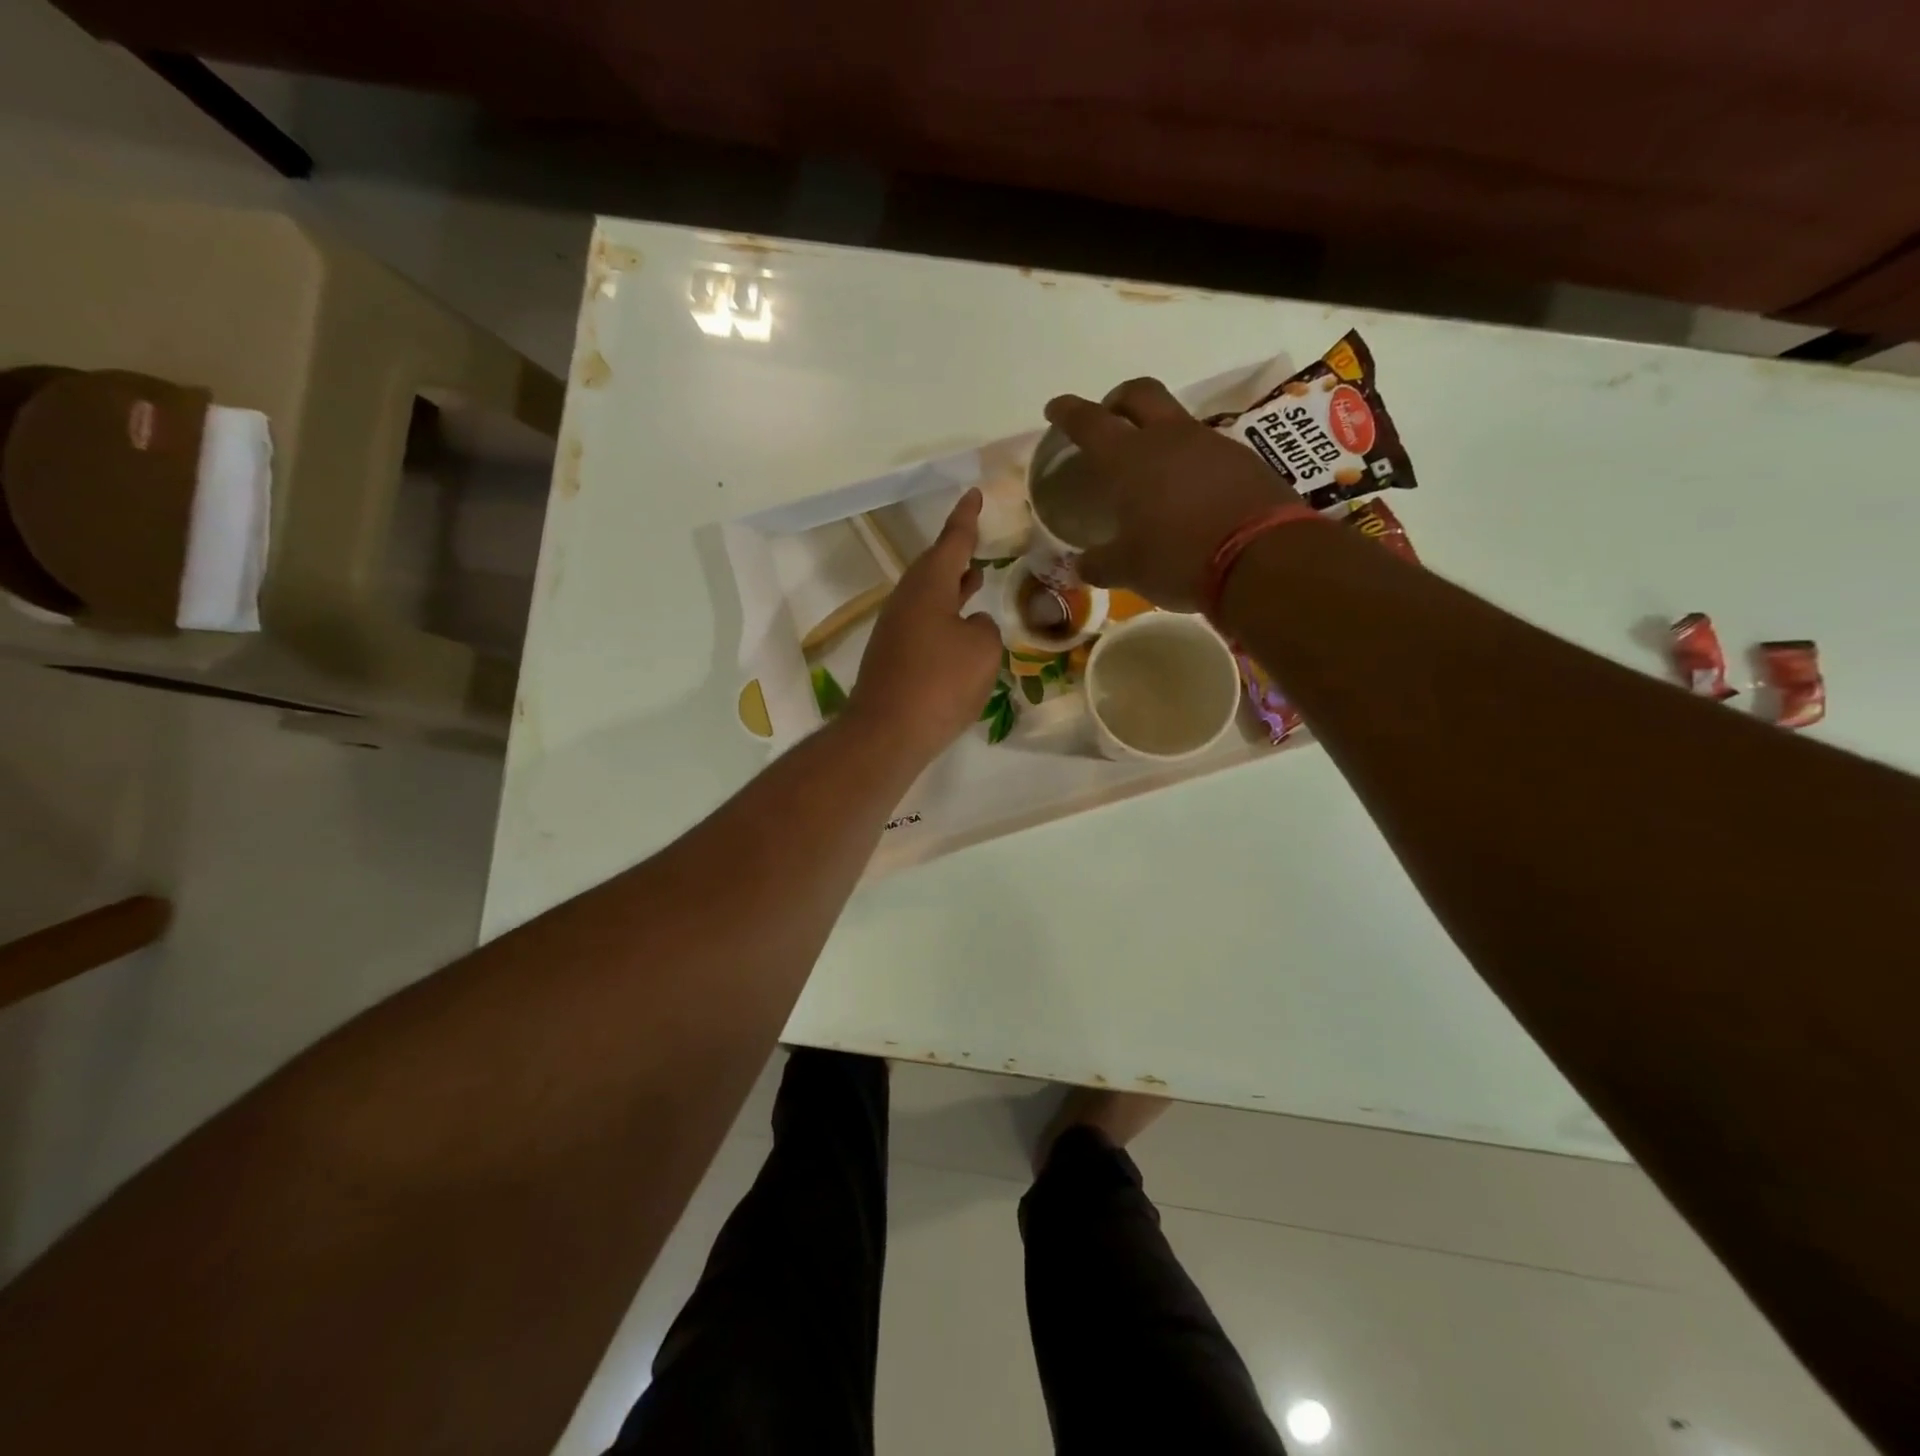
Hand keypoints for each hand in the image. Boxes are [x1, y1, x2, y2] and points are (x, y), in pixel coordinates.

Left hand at [848, 488, 1003, 761]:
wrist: (888, 732)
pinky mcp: (892, 658)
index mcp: (928, 587)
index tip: (974, 494)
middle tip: (975, 540)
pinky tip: (958, 632)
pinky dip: (944, 617)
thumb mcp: (982, 651)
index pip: (952, 542)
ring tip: (975, 580)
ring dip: (951, 587)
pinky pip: (923, 625)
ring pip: (928, 597)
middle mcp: (906, 601)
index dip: (966, 518)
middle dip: (957, 554)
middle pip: (934, 568)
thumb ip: (984, 628)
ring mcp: (895, 630)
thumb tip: (970, 626)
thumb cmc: (940, 684)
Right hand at [1043, 378, 1301, 610]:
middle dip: (1118, 400)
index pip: (1090, 422)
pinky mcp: (1243, 460)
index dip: (1069, 412)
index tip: (1055, 408)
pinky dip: (1189, 460)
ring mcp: (1211, 444)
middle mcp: (1169, 439)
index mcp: (1129, 459)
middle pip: (1139, 394)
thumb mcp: (1129, 569)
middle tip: (1109, 418)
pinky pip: (1206, 449)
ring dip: (1157, 432)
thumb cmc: (1178, 559)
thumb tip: (1080, 566)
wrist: (1262, 559)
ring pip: (1176, 420)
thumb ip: (1099, 564)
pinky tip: (1189, 491)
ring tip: (1151, 467)